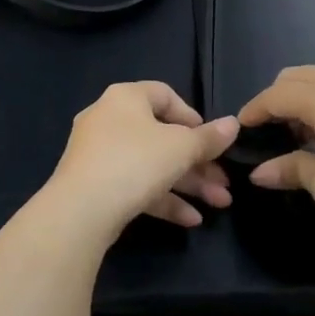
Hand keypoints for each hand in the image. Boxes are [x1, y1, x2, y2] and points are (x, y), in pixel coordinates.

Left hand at [46, 82, 238, 236]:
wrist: (80, 210)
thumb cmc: (135, 162)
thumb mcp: (181, 148)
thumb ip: (209, 138)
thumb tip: (234, 124)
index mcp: (126, 99)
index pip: (164, 95)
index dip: (192, 116)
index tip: (211, 139)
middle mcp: (109, 120)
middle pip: (163, 137)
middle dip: (199, 163)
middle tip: (224, 184)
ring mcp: (99, 155)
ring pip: (152, 165)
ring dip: (188, 184)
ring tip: (218, 204)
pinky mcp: (95, 185)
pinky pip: (135, 185)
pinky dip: (163, 199)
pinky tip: (191, 220)